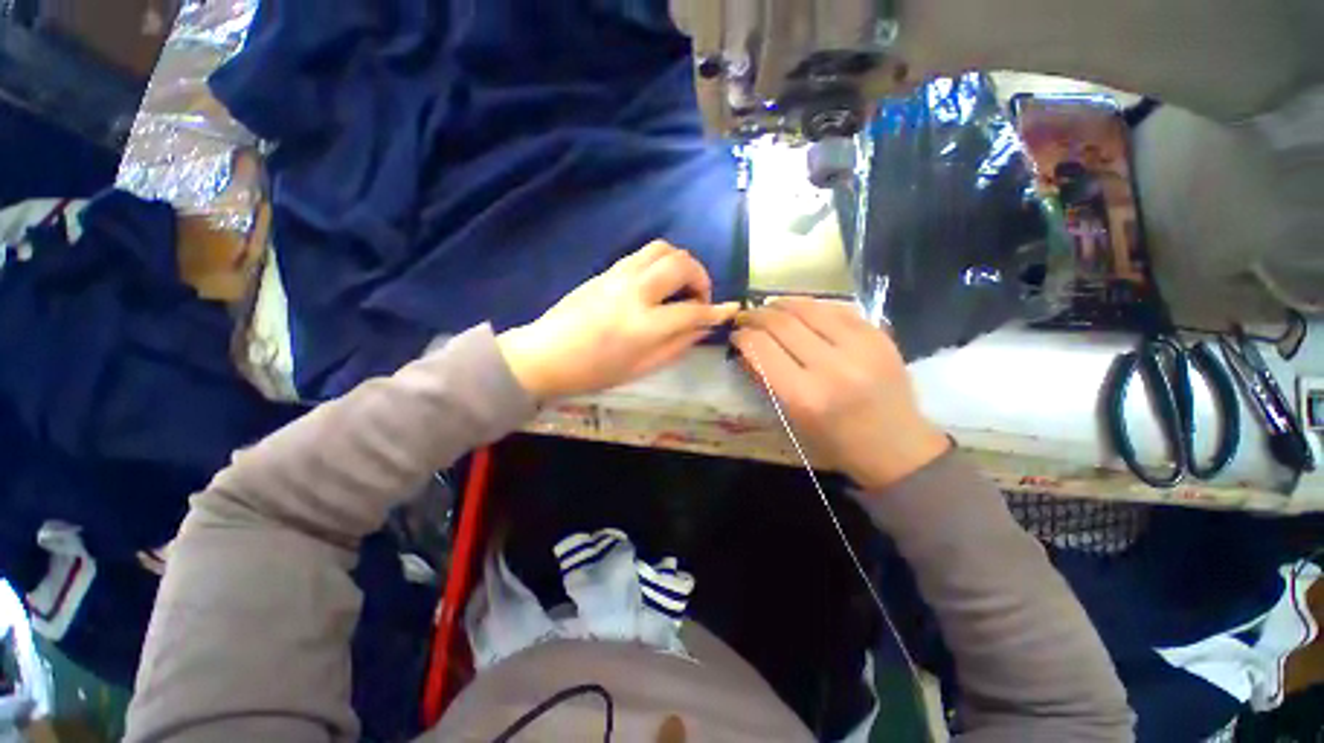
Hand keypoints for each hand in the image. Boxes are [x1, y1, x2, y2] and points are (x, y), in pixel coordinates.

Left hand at [498, 241, 737, 399]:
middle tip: (698, 298)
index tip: (732, 310)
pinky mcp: (607, 270)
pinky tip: (658, 283)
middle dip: (701, 278)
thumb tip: (703, 327)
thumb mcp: (641, 368)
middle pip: (681, 264)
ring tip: (680, 286)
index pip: (692, 311)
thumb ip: (677, 345)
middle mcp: (635, 291)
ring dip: (681, 263)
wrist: (546, 354)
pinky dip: (661, 262)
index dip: (716, 311)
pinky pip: (643, 254)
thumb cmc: (594, 371)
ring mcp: (619, 275)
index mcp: (644, 325)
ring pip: (663, 249)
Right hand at [732, 298, 948, 490]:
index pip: (761, 348)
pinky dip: (812, 306)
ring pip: (808, 308)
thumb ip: (766, 380)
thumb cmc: (835, 442)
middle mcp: (831, 366)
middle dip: (756, 315)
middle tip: (746, 316)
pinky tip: (801, 310)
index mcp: (804, 396)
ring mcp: (859, 346)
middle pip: (781, 323)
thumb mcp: (792, 419)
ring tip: (769, 306)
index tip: (735, 335)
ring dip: (781, 304)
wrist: (897, 447)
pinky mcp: (878, 335)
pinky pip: (836, 309)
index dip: (742, 336)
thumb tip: (745, 349)